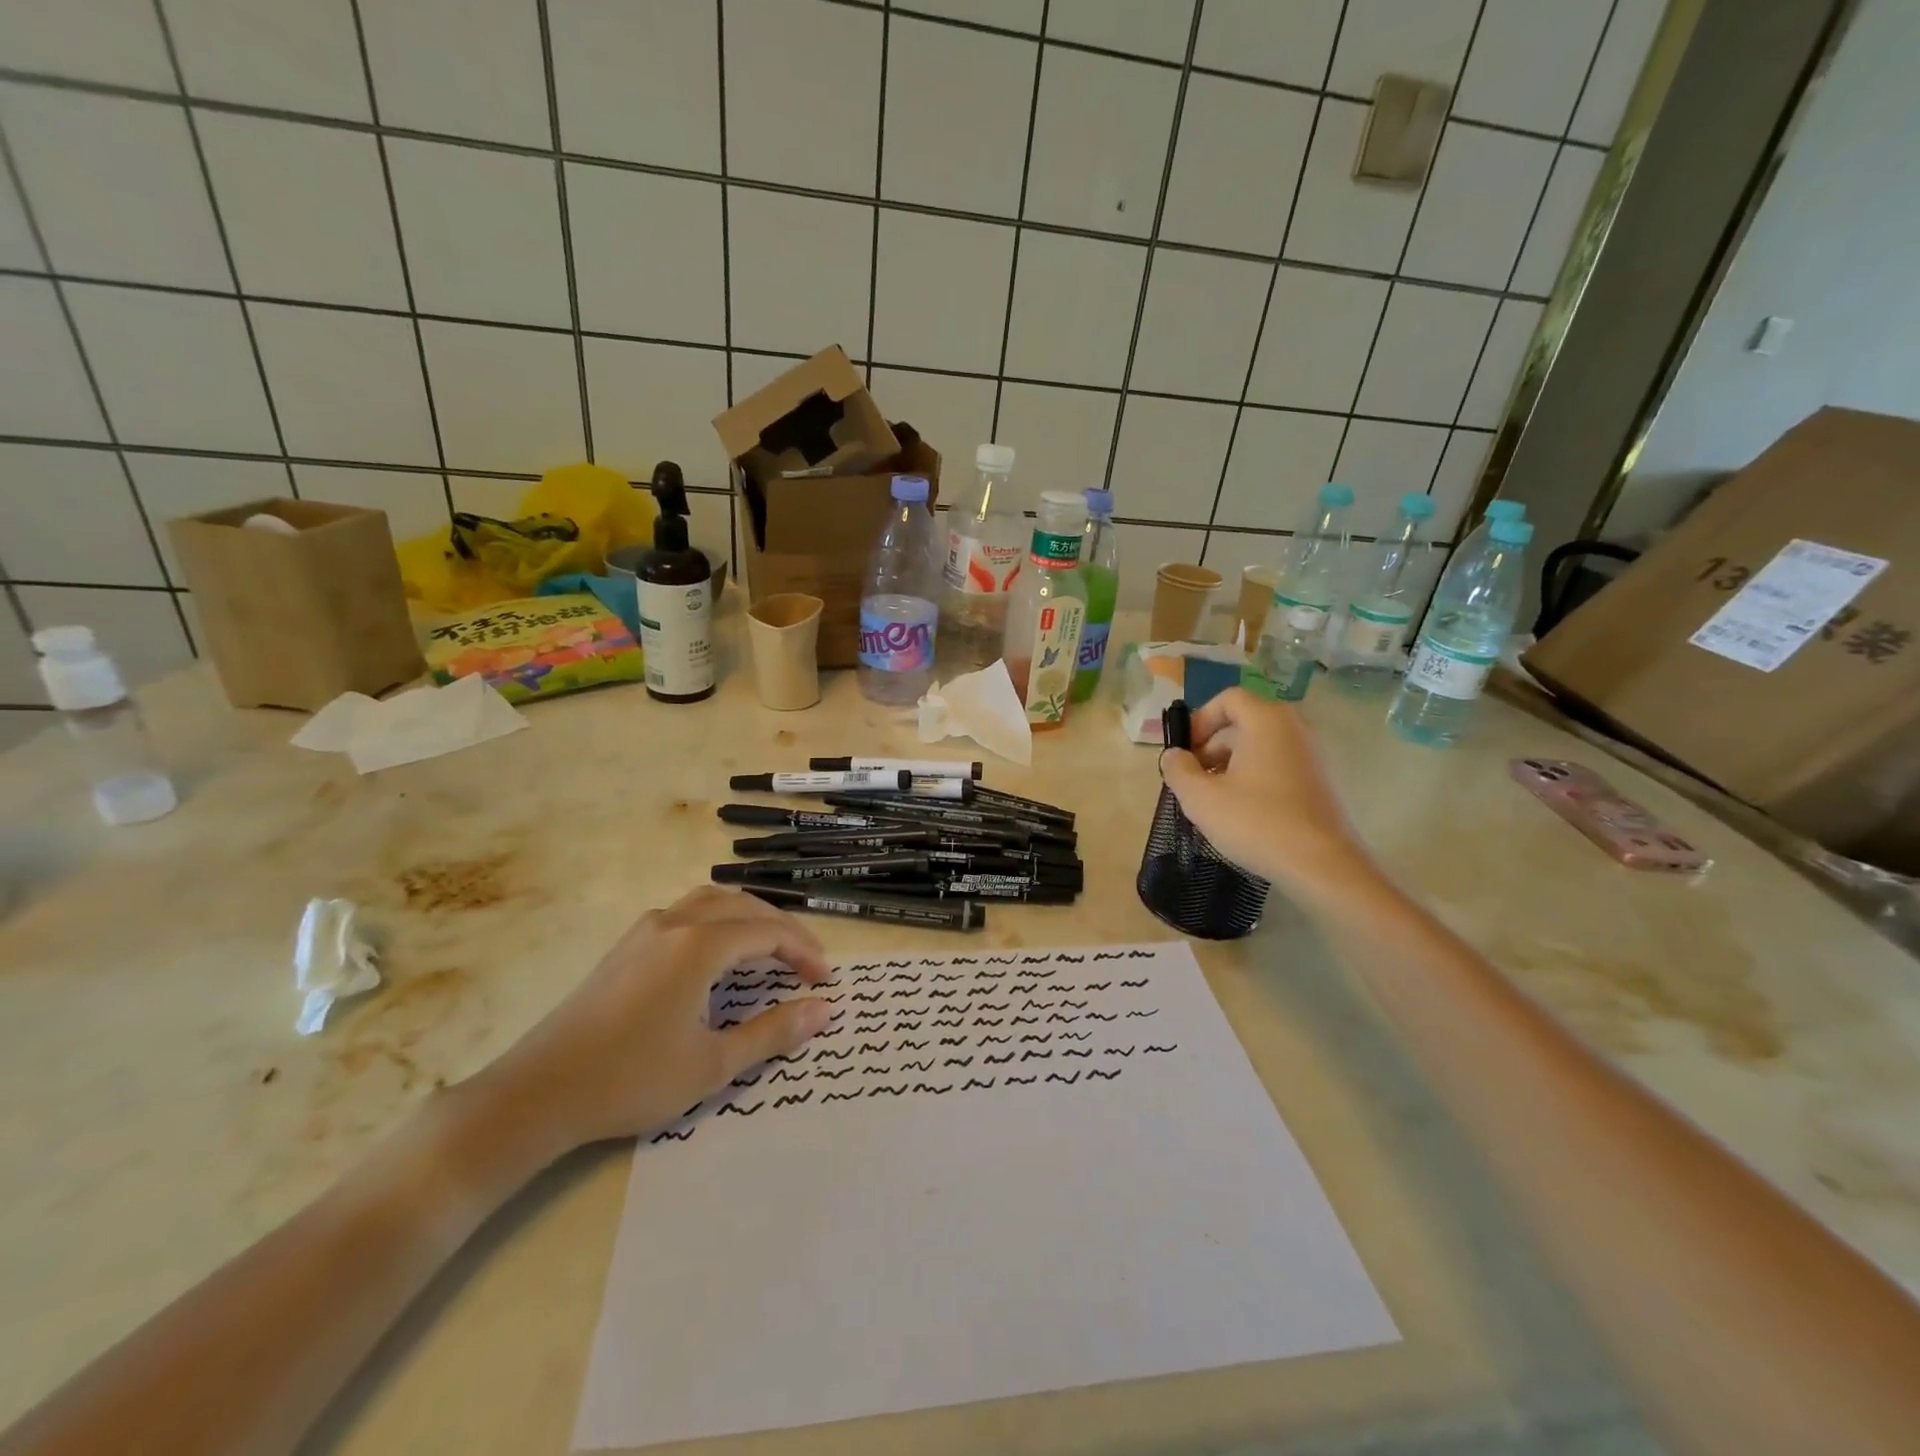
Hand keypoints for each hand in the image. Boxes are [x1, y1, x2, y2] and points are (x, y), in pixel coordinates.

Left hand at [460, 887, 832, 1161]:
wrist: (536, 1093)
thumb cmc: (631, 1080)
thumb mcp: (712, 1064)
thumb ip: (773, 1032)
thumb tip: (823, 1010)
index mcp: (699, 945)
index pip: (768, 932)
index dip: (803, 951)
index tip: (825, 980)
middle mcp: (675, 923)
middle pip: (744, 906)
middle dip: (782, 929)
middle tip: (807, 963)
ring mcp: (645, 930)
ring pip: (712, 902)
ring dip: (749, 918)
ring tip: (770, 949)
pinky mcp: (626, 946)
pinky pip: (687, 913)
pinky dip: (719, 922)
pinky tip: (718, 956)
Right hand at [1158, 687, 1378, 900]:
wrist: (1322, 865)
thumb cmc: (1256, 822)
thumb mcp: (1201, 798)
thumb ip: (1178, 770)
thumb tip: (1173, 756)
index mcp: (1266, 721)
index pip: (1228, 699)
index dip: (1200, 720)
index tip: (1185, 752)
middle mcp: (1294, 728)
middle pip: (1243, 723)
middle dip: (1211, 747)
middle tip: (1193, 780)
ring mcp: (1312, 755)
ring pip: (1260, 747)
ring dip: (1230, 766)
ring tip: (1214, 801)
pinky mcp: (1320, 782)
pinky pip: (1277, 766)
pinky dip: (1254, 778)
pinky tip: (1242, 813)